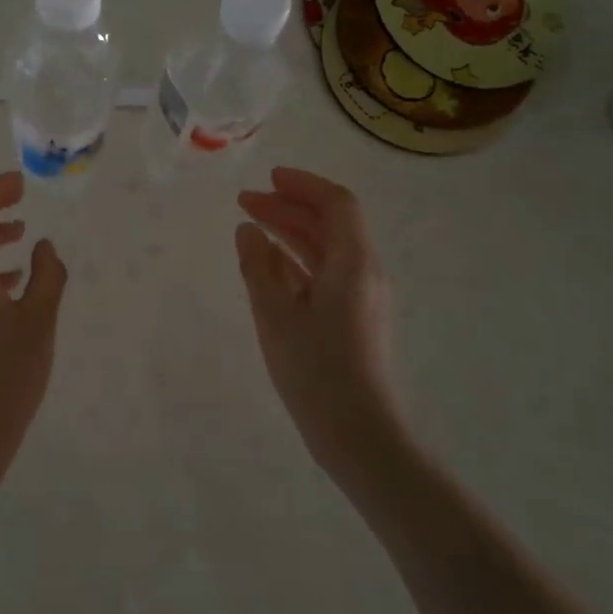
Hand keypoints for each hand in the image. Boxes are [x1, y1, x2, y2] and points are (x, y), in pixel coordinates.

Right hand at [236, 167, 407, 485]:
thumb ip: (258, 266)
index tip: (268, 178)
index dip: (303, 185)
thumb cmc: (315, 370)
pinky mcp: (355, 321)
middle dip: (289, 208)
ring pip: (328, 250)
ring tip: (252, 227)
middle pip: (332, 224)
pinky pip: (327, 275)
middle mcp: (366, 274)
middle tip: (246, 202)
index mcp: (354, 264)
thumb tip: (248, 230)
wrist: (359, 435)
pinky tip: (270, 267)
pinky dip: (298, 261)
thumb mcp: (275, 314)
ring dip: (292, 233)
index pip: (337, 204)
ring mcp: (363, 299)